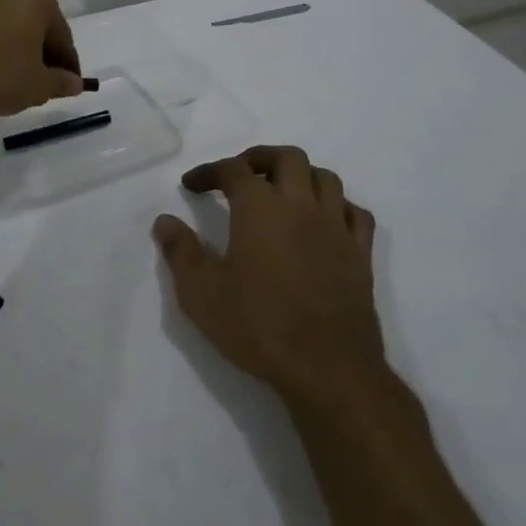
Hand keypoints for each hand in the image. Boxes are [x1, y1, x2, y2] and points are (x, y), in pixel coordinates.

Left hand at [0, 0, 84, 124]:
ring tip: (15, 76)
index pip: (60, 33)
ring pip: (5, 23)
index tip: (69, 82)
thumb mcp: (40, 85)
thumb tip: (73, 83)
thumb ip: (61, 81)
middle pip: (32, 22)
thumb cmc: (0, 76)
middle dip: (40, 48)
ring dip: (13, 44)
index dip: (67, 61)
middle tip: (44, 78)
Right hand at [154, 145, 386, 409]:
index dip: (209, 171)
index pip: (233, 170)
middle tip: (239, 175)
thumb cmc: (258, 326)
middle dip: (259, 158)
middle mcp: (301, 205)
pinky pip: (354, 212)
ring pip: (325, 178)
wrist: (328, 368)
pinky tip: (323, 220)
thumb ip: (181, 252)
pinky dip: (337, 205)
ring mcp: (336, 227)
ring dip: (300, 175)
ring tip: (281, 192)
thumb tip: (165, 221)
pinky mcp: (360, 254)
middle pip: (287, 158)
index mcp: (260, 208)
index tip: (191, 186)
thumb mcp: (201, 294)